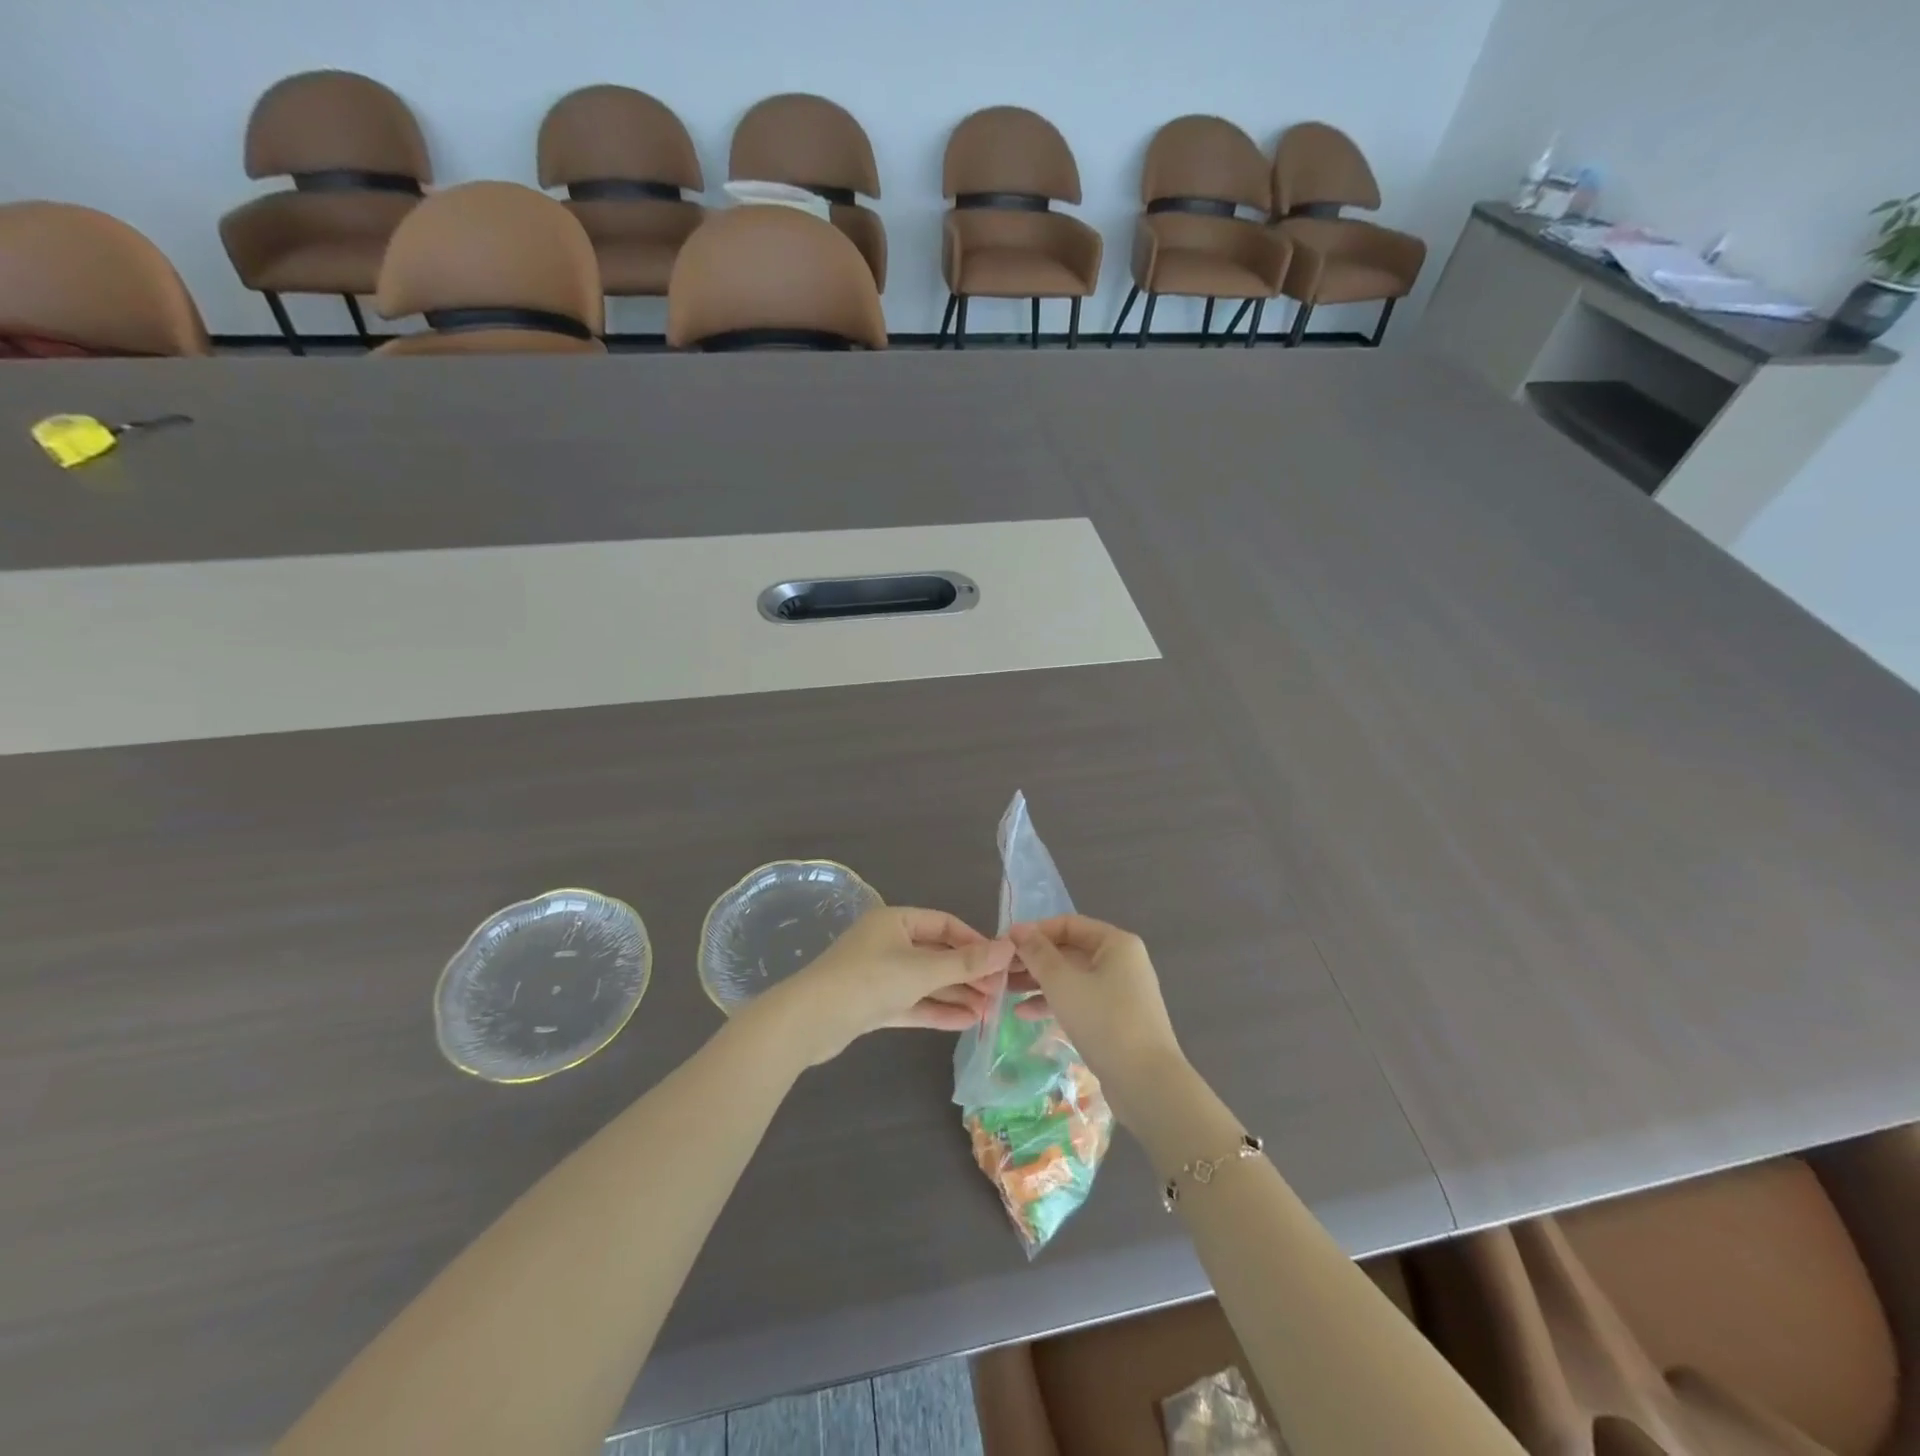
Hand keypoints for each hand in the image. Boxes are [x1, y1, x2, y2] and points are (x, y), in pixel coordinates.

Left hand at [754, 906, 1013, 1067]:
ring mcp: (880, 974)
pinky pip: (913, 1002)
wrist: (810, 1020)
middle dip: (969, 973)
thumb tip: (1009, 948)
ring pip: (926, 981)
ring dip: (957, 995)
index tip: (1002, 962)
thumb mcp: (922, 970)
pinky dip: (937, 1010)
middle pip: (937, 954)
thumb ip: (966, 962)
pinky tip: (966, 1021)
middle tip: (1000, 993)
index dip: (975, 941)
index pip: (945, 924)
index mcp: (896, 921)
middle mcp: (888, 942)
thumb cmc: (869, 981)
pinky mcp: (873, 1003)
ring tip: (990, 1012)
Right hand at [1006, 916, 1188, 1127]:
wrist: (1146, 1083)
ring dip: (1039, 982)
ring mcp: (1121, 991)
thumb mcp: (1062, 983)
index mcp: (1116, 943)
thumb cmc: (1103, 1021)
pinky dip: (1055, 1003)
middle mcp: (1121, 961)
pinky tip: (1025, 1014)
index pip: (1068, 924)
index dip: (1035, 932)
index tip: (1004, 945)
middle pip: (1070, 950)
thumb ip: (1037, 953)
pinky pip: (1080, 1000)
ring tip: (1005, 991)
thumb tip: (1017, 928)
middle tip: (1001, 971)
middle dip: (1034, 960)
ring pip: (1072, 977)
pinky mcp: (1116, 1019)